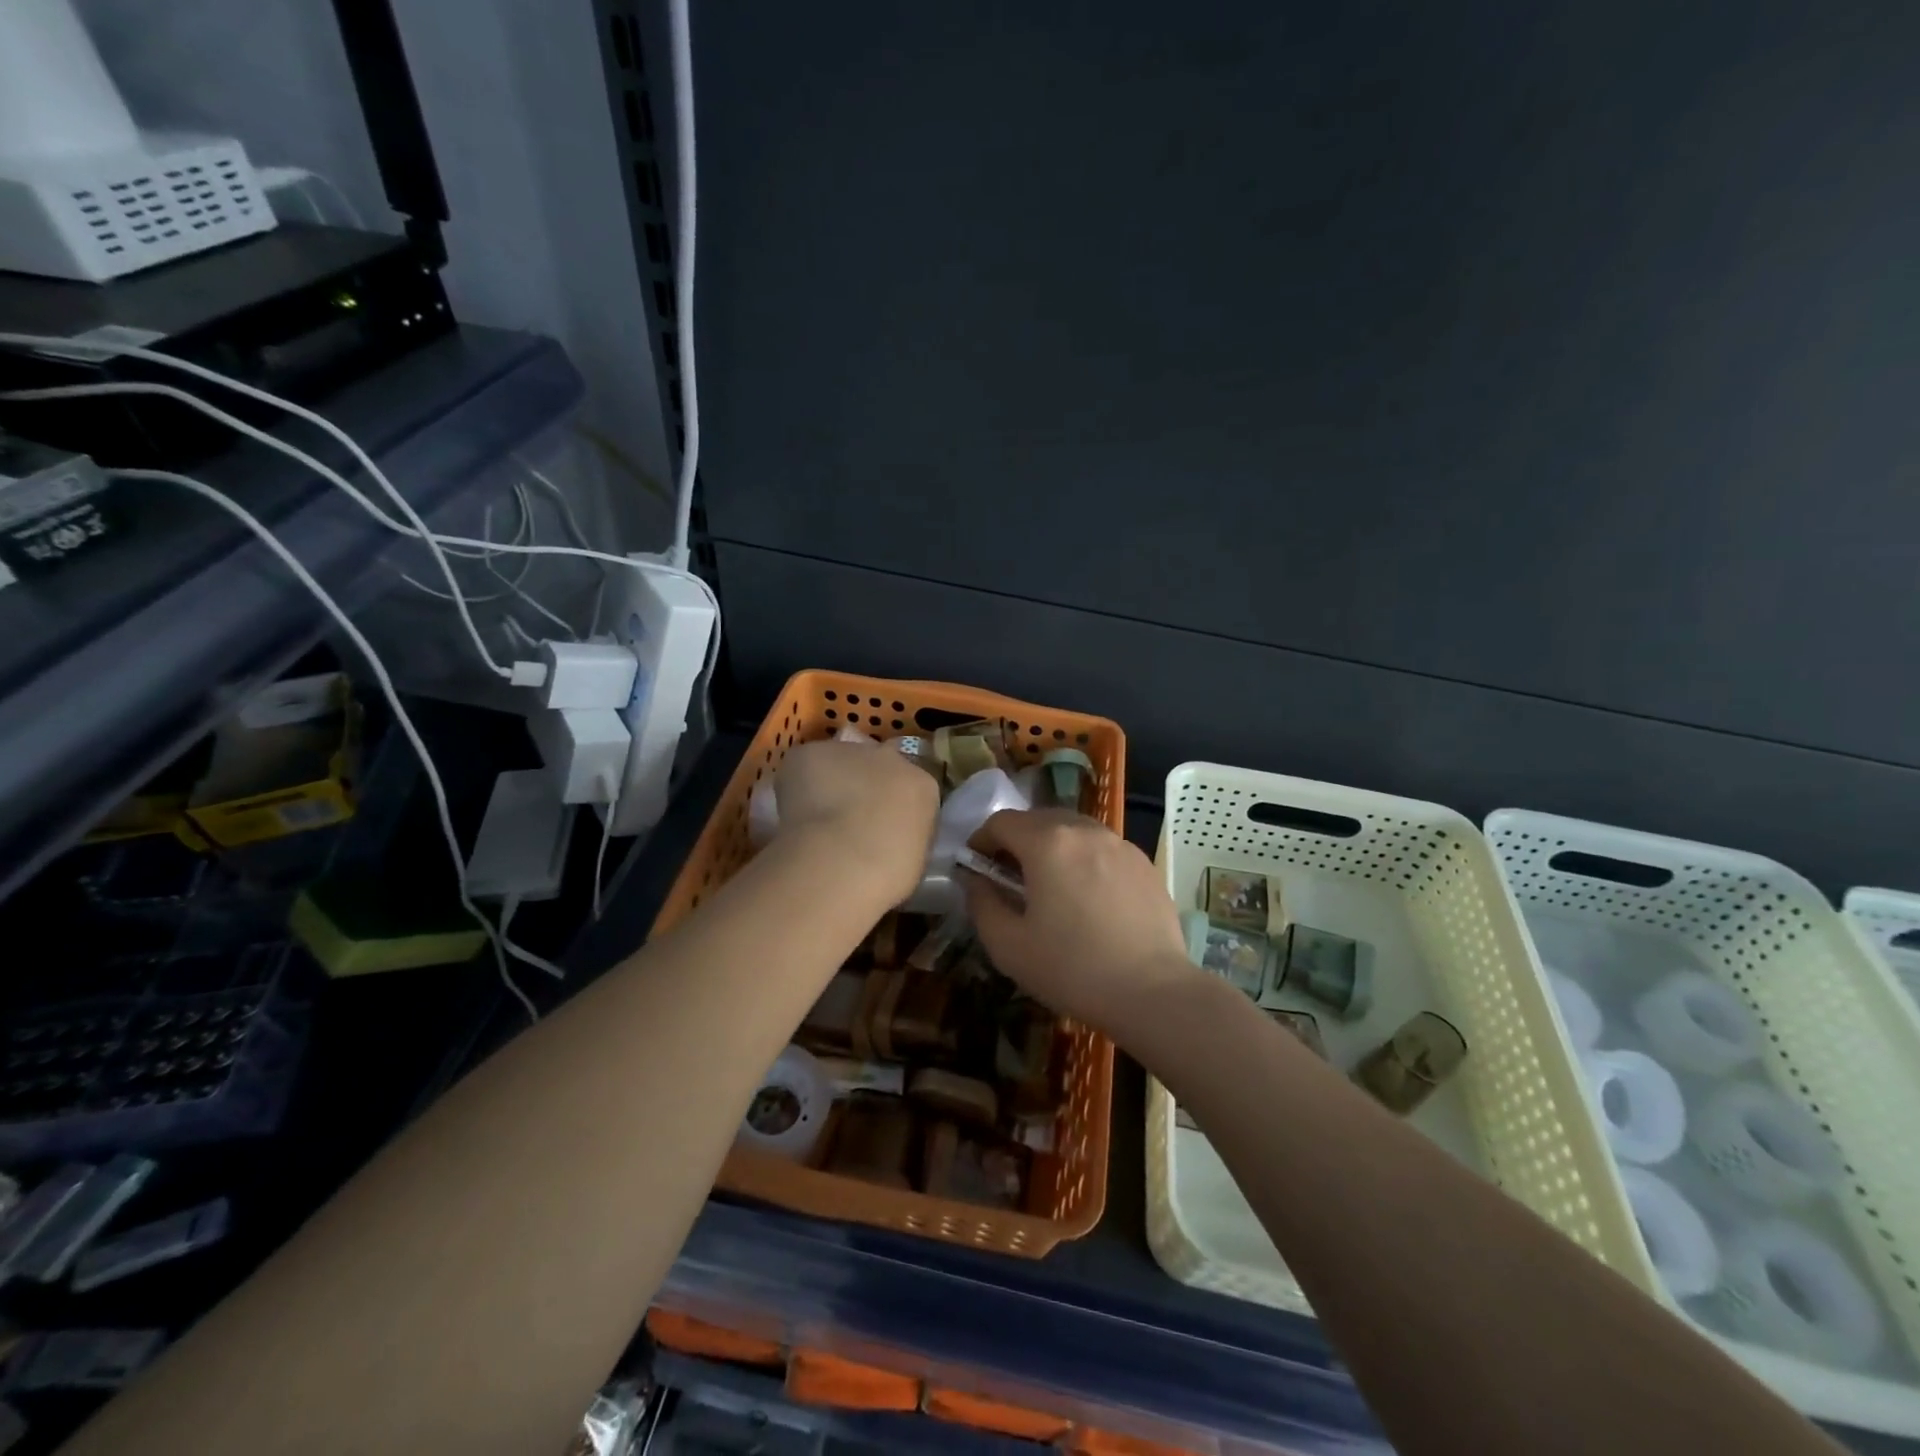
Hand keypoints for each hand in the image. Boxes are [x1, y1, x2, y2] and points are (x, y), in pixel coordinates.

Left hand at [774, 738, 938, 905]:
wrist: (844, 861)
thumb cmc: (889, 873)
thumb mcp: (914, 857)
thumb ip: (904, 834)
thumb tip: (888, 835)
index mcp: (923, 786)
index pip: (909, 785)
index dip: (891, 804)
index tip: (880, 825)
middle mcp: (891, 758)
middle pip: (876, 764)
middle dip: (863, 784)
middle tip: (848, 818)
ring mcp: (850, 752)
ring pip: (838, 761)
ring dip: (830, 781)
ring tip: (816, 817)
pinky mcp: (811, 753)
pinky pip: (804, 765)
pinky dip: (797, 784)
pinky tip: (793, 813)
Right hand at [961, 809, 1200, 1039]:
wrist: (1152, 991)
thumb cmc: (1072, 968)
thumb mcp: (1008, 945)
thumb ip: (981, 903)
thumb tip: (975, 879)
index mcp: (1047, 843)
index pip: (1001, 821)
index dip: (981, 840)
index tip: (976, 866)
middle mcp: (1084, 830)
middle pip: (1038, 819)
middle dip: (1016, 840)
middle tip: (1009, 876)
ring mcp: (1119, 843)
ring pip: (1073, 830)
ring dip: (1052, 846)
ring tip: (1050, 885)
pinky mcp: (1144, 863)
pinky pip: (1102, 848)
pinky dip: (1084, 859)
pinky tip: (1088, 897)